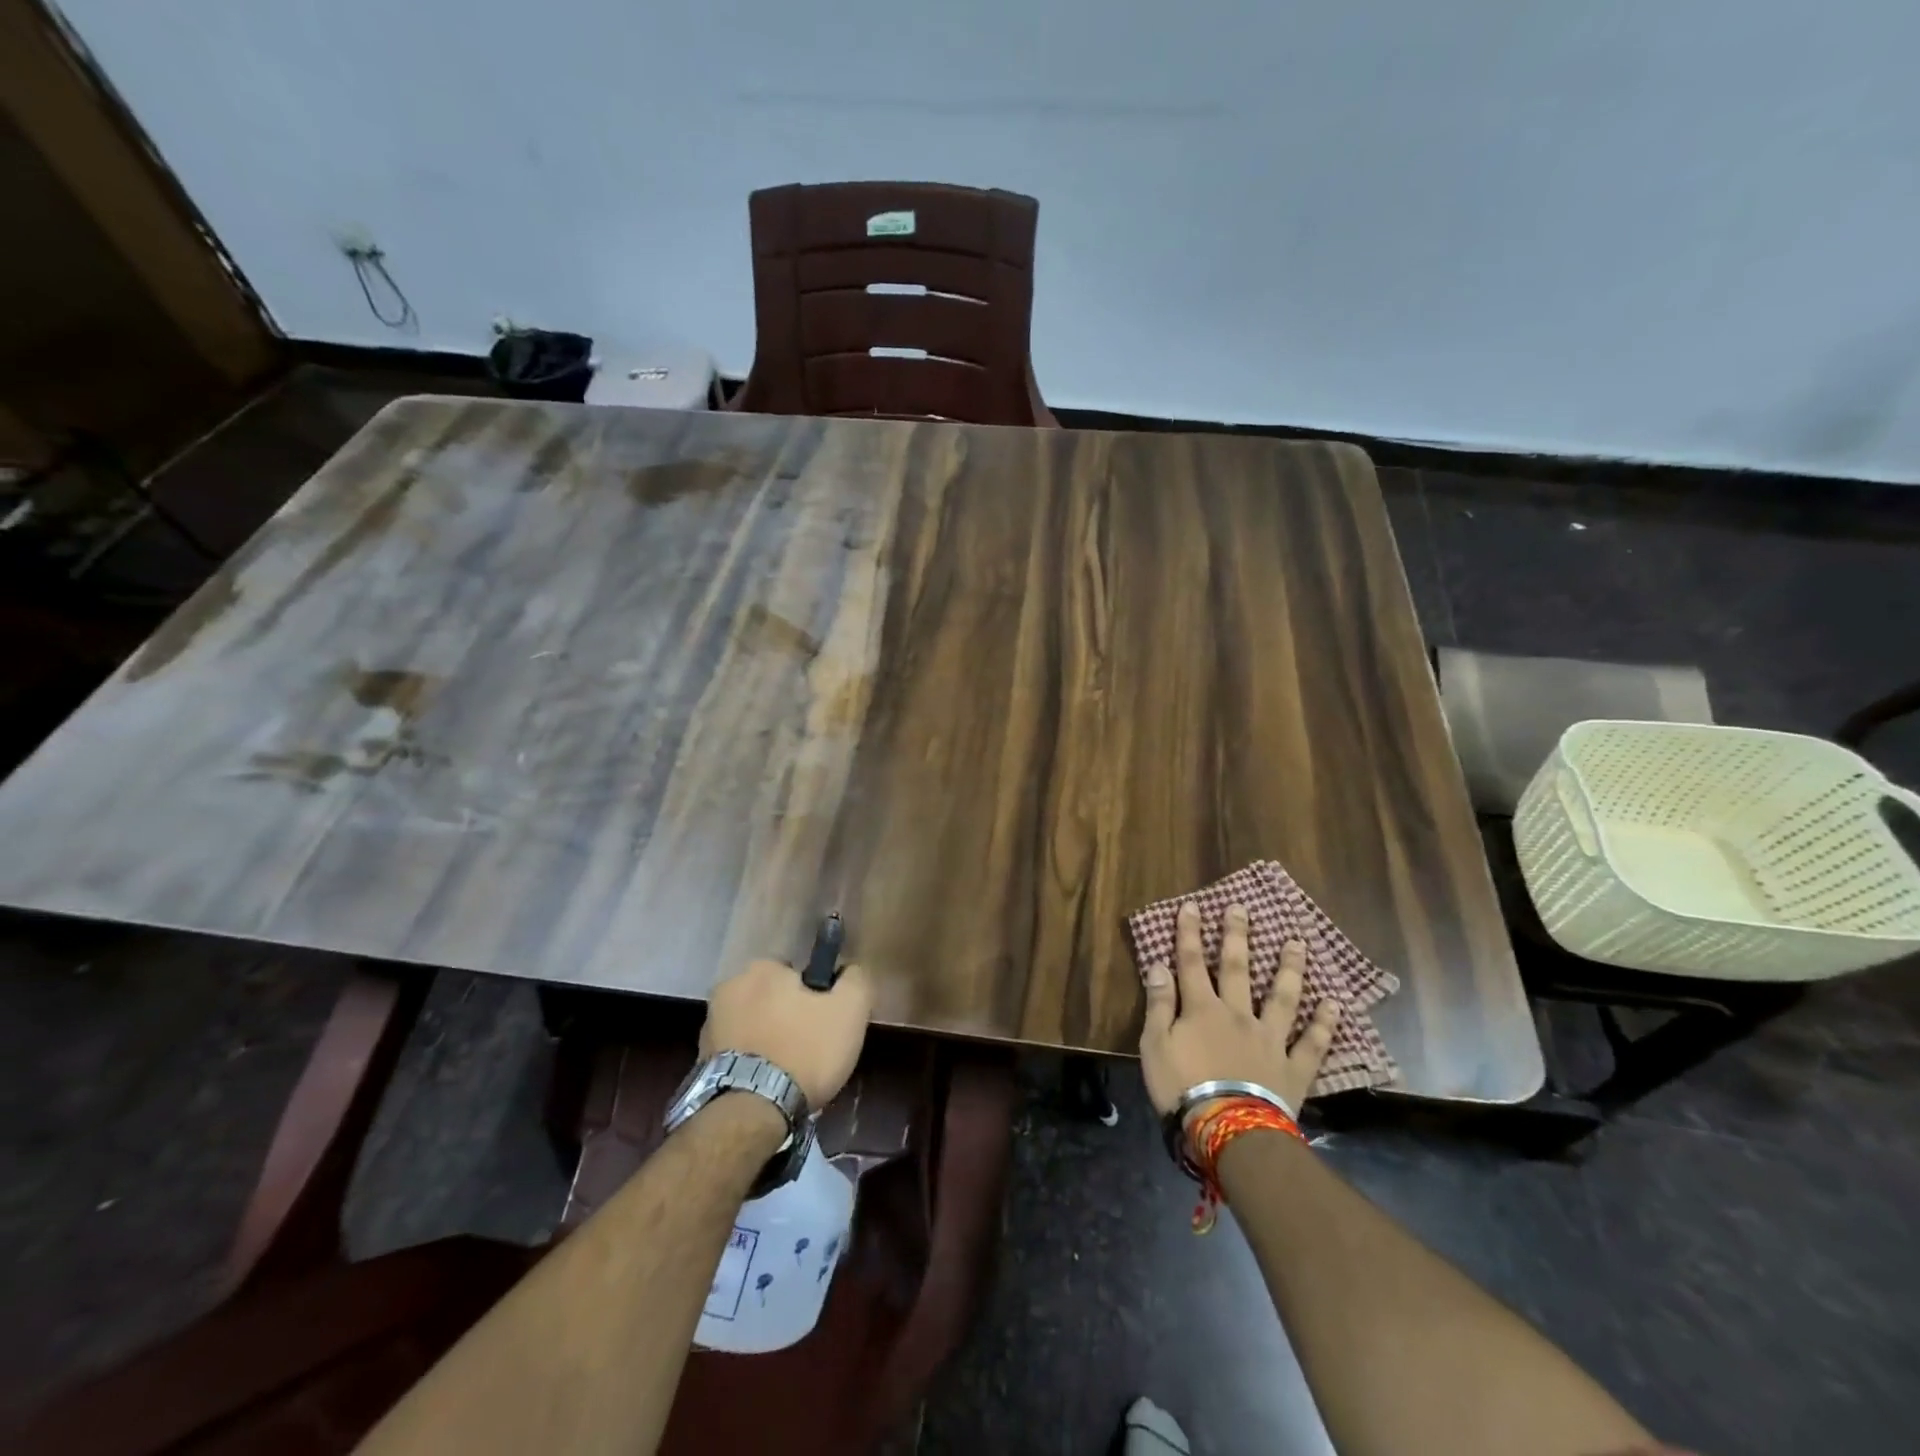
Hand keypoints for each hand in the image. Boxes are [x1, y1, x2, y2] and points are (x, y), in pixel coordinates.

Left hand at [701, 957, 873, 1107]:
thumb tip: (849, 970)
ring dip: (767, 1038)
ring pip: (753, 1024)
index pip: (796, 973)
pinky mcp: (700, 1060)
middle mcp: (729, 987)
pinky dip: (750, 1061)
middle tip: (809, 1048)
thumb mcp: (850, 1009)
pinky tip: (766, 1084)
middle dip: (787, 1016)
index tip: (824, 1022)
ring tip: (787, 1072)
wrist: (751, 1114)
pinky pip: (736, 1051)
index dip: (815, 996)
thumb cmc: (805, 1051)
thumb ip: (854, 979)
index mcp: (762, 968)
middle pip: (771, 997)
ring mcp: (709, 1024)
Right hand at [1139, 901, 1341, 1115]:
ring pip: (1282, 997)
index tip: (1193, 905)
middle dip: (1238, 936)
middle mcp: (1238, 1014)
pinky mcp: (1292, 1068)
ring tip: (1297, 944)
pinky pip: (1312, 1043)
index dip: (1190, 933)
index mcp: (1201, 1009)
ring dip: (1289, 969)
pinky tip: (1334, 1004)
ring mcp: (1269, 1039)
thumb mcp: (1155, 1045)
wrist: (1229, 1131)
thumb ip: (1159, 1004)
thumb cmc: (1182, 1087)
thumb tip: (1158, 965)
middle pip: (1238, 968)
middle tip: (1242, 909)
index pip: (1191, 962)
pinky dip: (1324, 1024)